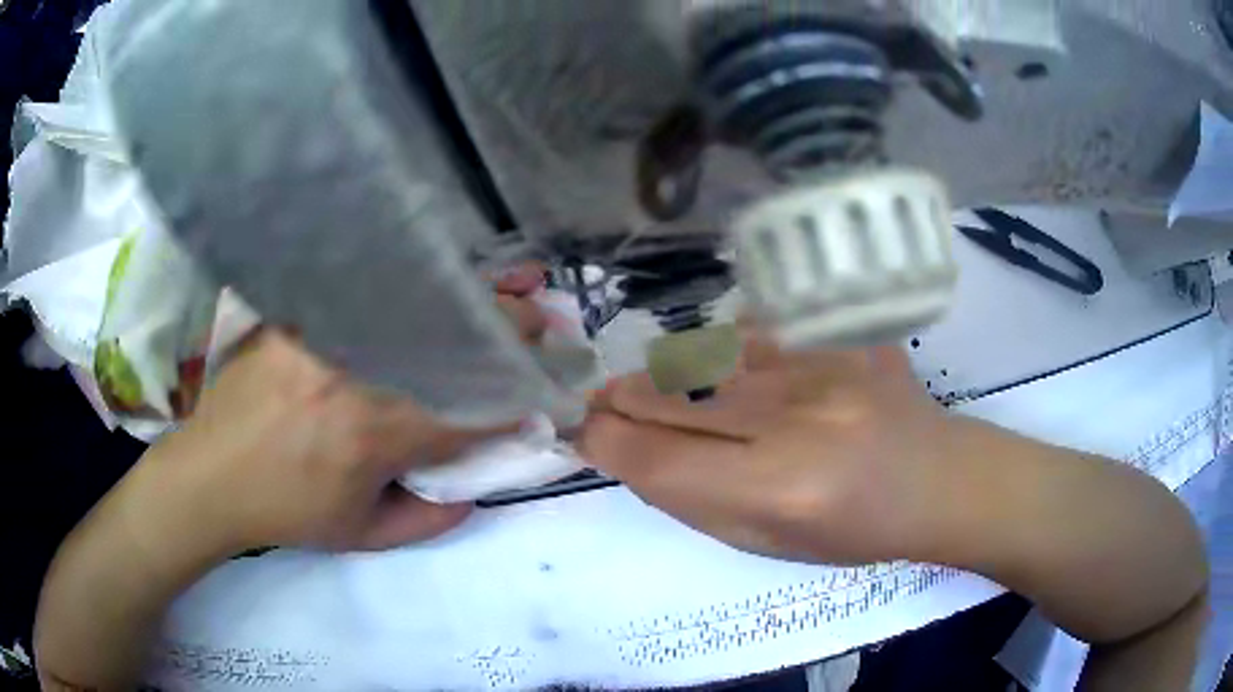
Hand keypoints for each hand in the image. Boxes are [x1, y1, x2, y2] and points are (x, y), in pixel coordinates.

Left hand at [127, 269, 550, 557]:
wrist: (209, 475)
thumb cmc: (286, 512)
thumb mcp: (361, 535)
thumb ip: (428, 519)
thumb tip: (475, 491)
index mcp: (376, 431)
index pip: (472, 405)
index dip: (517, 398)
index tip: (547, 393)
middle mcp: (357, 369)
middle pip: (453, 337)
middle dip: (511, 331)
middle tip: (545, 324)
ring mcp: (325, 331)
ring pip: (416, 303)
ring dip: (472, 298)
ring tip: (510, 287)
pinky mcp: (300, 313)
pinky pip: (368, 290)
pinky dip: (413, 283)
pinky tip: (437, 275)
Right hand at [580, 336, 964, 564]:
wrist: (935, 480)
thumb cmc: (852, 531)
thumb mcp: (764, 543)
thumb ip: (693, 498)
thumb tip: (630, 452)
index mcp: (777, 489)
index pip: (657, 456)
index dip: (605, 440)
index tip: (579, 430)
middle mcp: (796, 418)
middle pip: (675, 397)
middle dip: (623, 398)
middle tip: (597, 397)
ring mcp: (824, 363)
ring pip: (709, 358)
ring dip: (669, 374)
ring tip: (653, 385)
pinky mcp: (842, 333)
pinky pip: (758, 332)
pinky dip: (729, 352)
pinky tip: (731, 366)